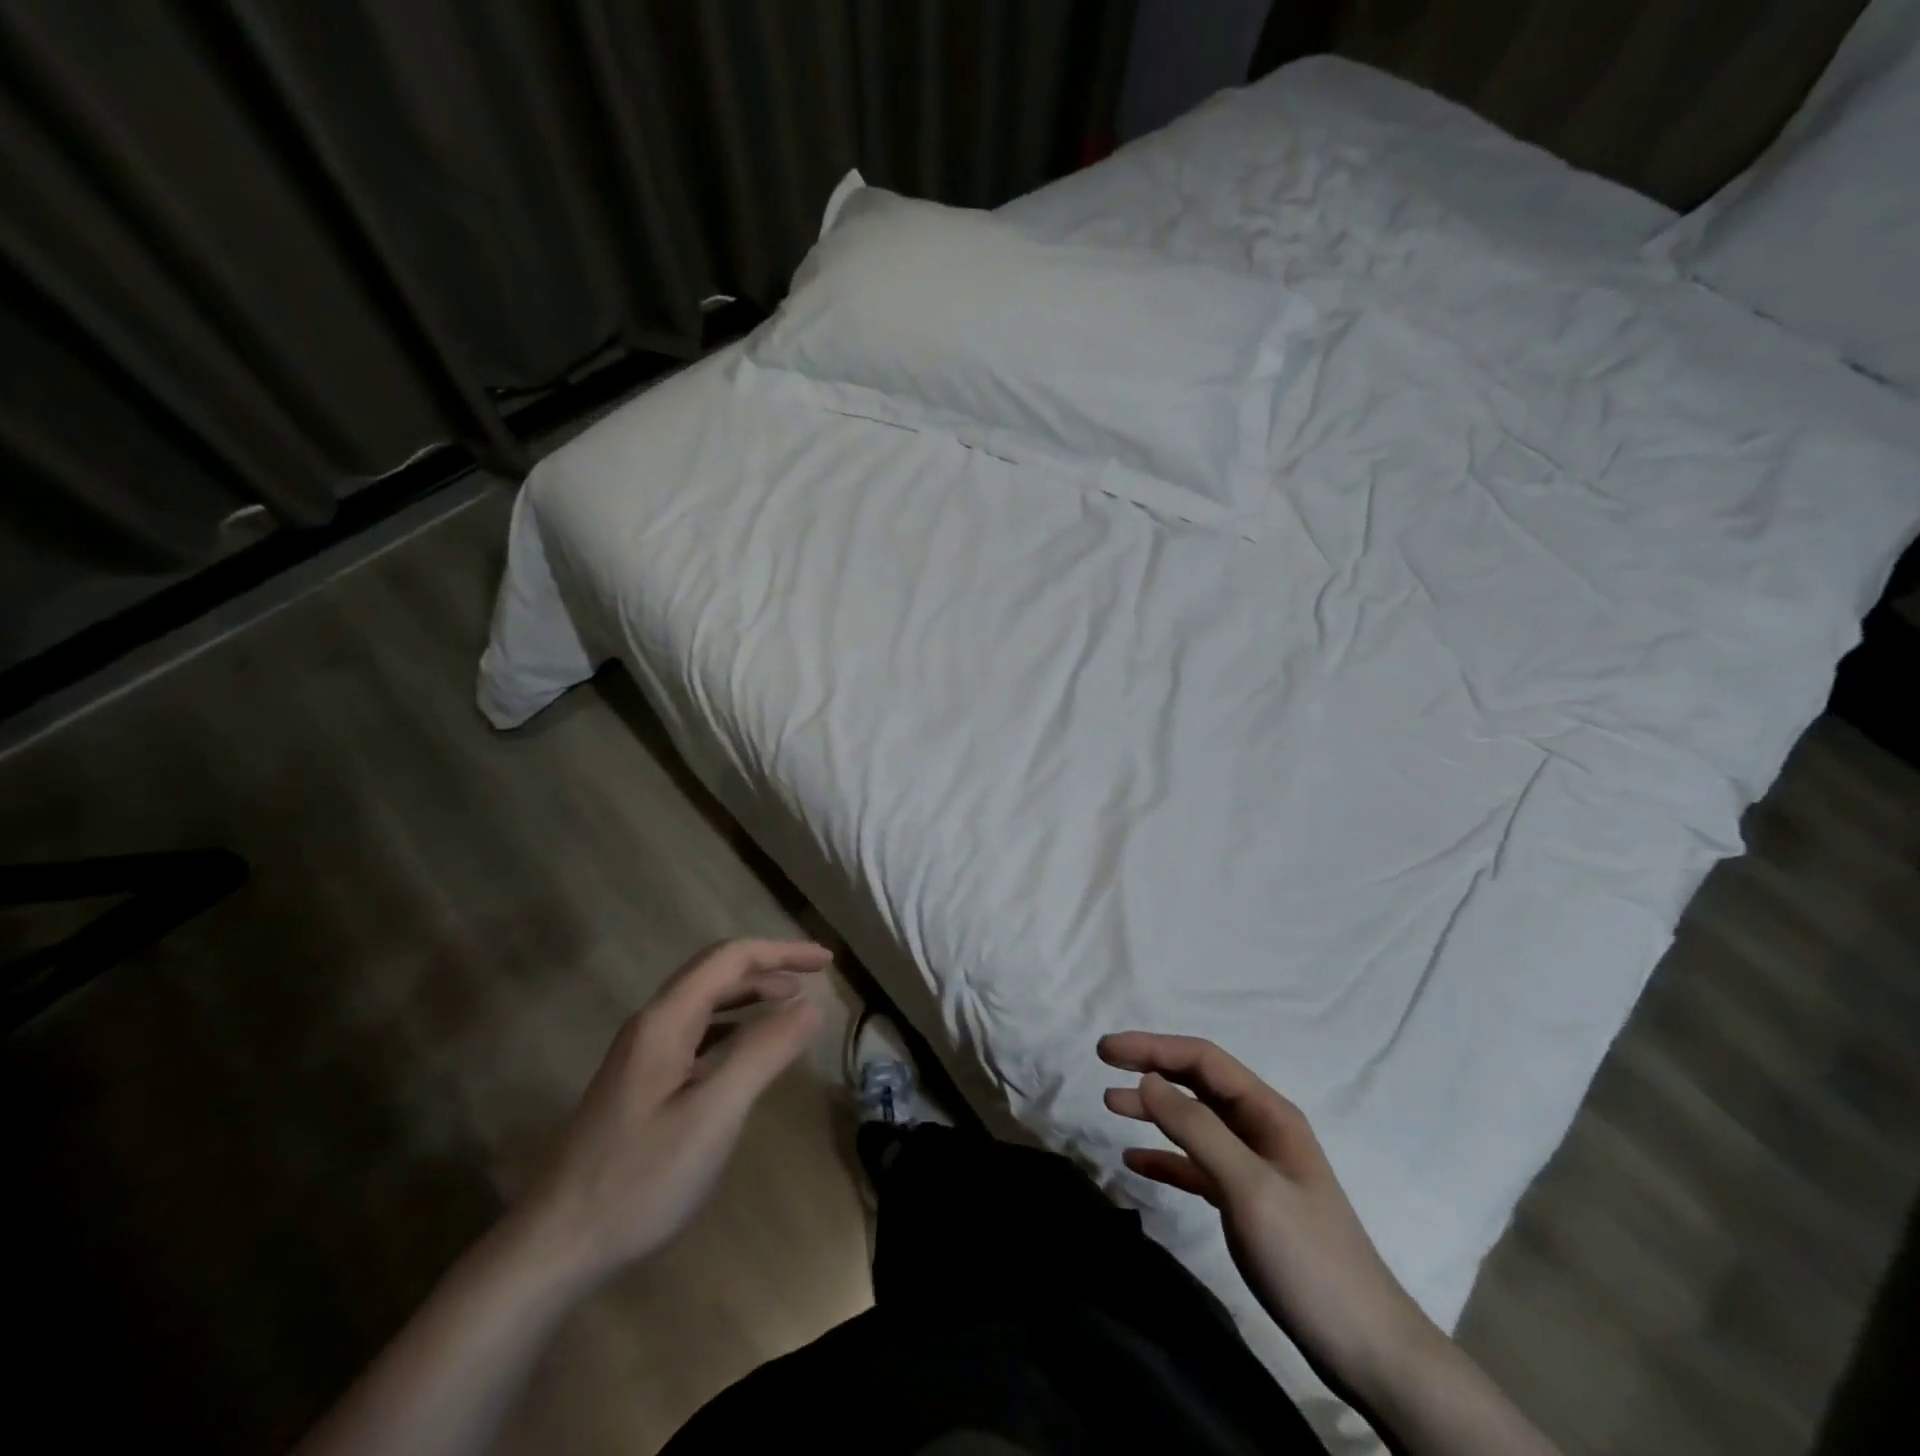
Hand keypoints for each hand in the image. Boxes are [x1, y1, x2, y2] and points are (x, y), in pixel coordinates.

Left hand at [509, 939, 830, 1289]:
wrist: (554, 1248)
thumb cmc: (640, 1179)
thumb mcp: (714, 1114)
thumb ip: (765, 1052)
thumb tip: (812, 1004)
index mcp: (666, 1019)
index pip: (731, 958)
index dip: (782, 952)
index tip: (826, 962)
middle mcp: (652, 1024)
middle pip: (716, 972)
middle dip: (769, 966)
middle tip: (815, 977)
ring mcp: (642, 1054)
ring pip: (705, 1002)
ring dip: (751, 993)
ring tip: (790, 1003)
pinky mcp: (640, 1083)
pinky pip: (696, 1032)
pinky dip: (733, 1025)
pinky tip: (747, 1048)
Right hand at [1098, 1032, 1436, 1402]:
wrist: (1366, 1348)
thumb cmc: (1309, 1258)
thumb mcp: (1249, 1188)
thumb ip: (1197, 1130)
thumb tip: (1147, 1079)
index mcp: (1268, 1113)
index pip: (1202, 1060)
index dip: (1152, 1047)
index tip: (1107, 1049)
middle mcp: (1259, 1129)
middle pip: (1196, 1083)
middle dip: (1150, 1067)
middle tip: (1103, 1064)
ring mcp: (1253, 1166)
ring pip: (1193, 1122)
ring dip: (1153, 1109)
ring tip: (1111, 1105)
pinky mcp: (1245, 1202)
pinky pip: (1196, 1165)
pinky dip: (1165, 1157)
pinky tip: (1135, 1162)